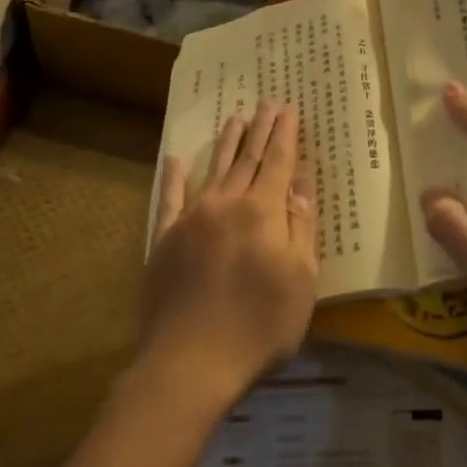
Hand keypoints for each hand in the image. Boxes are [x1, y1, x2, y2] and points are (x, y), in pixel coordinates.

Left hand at [134, 102, 318, 413]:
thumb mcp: (300, 280)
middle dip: (260, 130)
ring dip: (226, 143)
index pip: (278, 163)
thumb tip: (301, 181)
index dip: (285, 136)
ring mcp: (191, 219)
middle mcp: (226, 204)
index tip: (289, 109)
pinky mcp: (165, 239)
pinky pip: (170, 198)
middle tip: (267, 103)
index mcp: (263, 212)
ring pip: (213, 170)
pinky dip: (174, 176)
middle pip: (247, 159)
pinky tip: (176, 159)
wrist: (190, 362)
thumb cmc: (259, 326)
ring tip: (235, 118)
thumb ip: (301, 226)